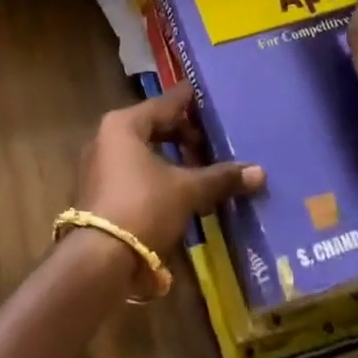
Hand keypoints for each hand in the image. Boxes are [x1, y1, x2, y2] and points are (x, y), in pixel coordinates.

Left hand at [74, 83, 264, 266]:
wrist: (99, 262)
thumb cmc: (143, 207)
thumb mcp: (187, 190)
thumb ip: (220, 177)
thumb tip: (259, 172)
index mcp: (123, 125)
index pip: (164, 103)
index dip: (189, 101)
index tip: (208, 96)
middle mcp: (105, 138)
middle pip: (152, 127)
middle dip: (183, 135)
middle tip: (212, 143)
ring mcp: (98, 167)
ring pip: (143, 152)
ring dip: (171, 158)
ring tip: (200, 168)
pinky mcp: (99, 193)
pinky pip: (134, 173)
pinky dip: (157, 176)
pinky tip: (179, 191)